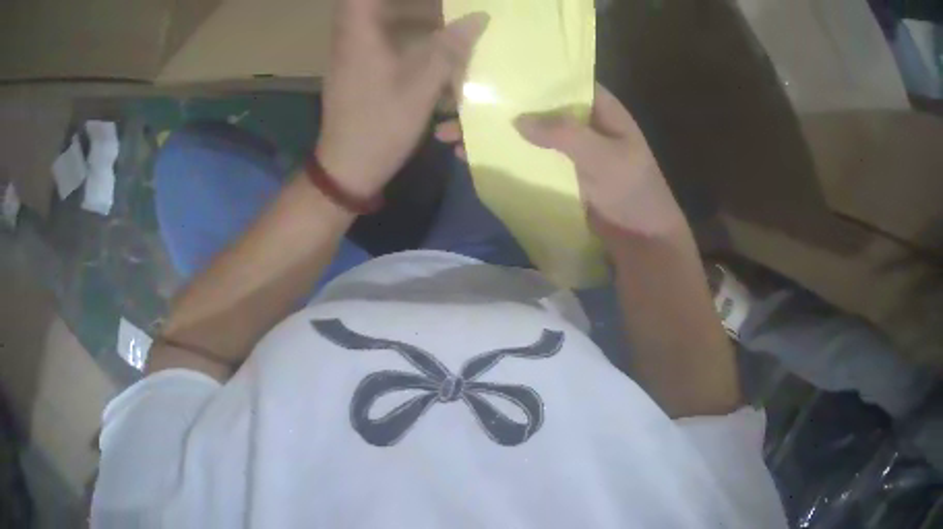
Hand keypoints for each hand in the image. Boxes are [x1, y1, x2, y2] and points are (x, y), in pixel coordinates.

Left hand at [316, 0, 488, 197]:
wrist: (348, 168)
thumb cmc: (381, 126)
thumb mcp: (421, 88)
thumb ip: (450, 49)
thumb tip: (479, 17)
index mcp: (359, 36)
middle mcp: (350, 39)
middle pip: (372, 4)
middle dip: (411, 3)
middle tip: (445, 7)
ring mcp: (350, 55)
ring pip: (378, 20)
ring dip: (409, 16)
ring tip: (445, 21)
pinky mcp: (356, 70)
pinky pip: (378, 39)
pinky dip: (404, 36)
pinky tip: (431, 49)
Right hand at [437, 84, 686, 239]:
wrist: (641, 241)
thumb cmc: (632, 192)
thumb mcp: (604, 157)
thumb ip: (564, 134)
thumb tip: (517, 120)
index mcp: (599, 108)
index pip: (558, 81)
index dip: (525, 75)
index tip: (487, 71)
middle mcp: (579, 122)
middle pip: (532, 106)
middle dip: (495, 106)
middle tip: (452, 105)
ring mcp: (565, 149)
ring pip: (522, 132)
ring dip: (489, 132)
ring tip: (448, 133)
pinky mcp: (555, 174)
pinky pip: (523, 158)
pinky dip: (499, 156)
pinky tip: (467, 156)